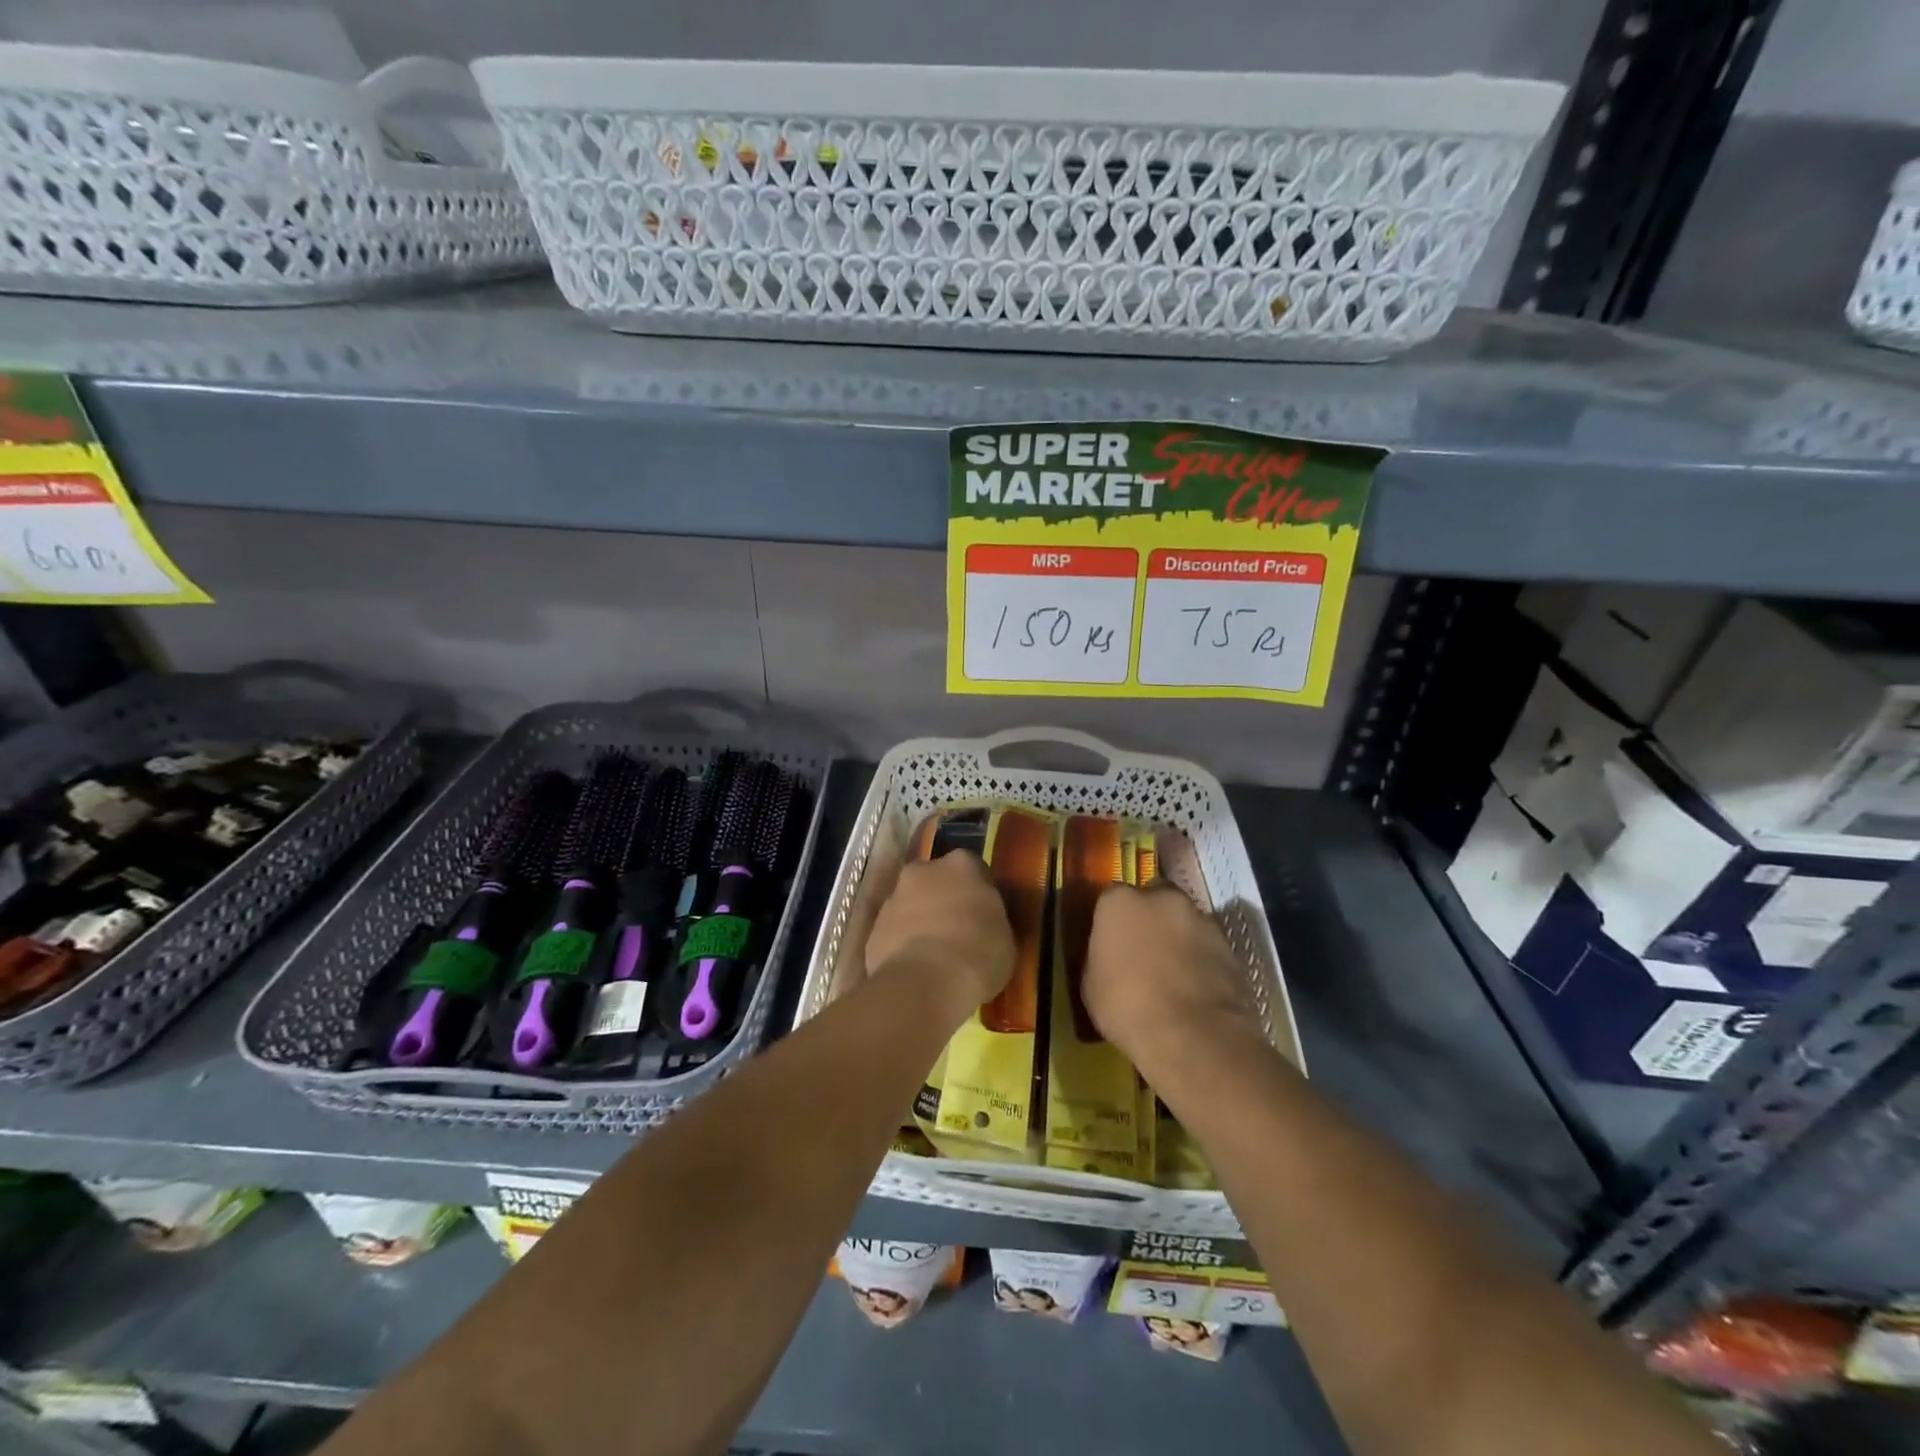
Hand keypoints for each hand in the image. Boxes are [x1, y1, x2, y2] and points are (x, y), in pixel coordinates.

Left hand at [865, 851, 1013, 1011]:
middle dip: (943, 898)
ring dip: (919, 921)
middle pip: (934, 879)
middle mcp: (923, 871)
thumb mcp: (1004, 937)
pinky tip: (915, 969)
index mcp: (961, 865)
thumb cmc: (978, 955)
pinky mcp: (873, 928)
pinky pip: (893, 932)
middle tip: (957, 929)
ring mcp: (893, 898)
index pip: (973, 868)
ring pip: (910, 904)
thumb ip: (990, 919)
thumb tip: (983, 922)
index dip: (978, 892)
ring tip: (934, 955)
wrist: (924, 984)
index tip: (984, 913)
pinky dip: (902, 944)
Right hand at [1083, 883, 1267, 1079]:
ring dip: (1178, 937)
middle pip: (1154, 899)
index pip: (1111, 898)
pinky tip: (1195, 987)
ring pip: (1184, 920)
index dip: (1112, 921)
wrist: (1193, 1035)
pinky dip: (1201, 959)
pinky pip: (1207, 946)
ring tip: (1173, 972)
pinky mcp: (1230, 945)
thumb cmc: (1128, 1007)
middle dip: (1150, 918)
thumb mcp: (1091, 985)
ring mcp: (1201, 918)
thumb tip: (1110, 956)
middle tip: (1144, 951)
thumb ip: (1101, 956)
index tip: (1111, 943)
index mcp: (1120, 902)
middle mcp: (1162, 898)